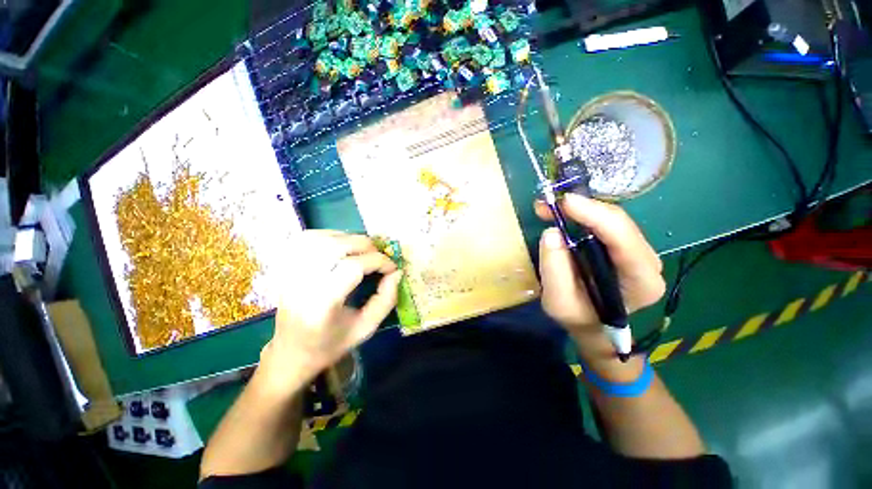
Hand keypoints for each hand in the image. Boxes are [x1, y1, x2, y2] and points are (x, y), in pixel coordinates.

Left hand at [257, 230, 400, 396]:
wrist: (290, 353)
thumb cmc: (330, 344)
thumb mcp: (366, 328)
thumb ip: (386, 299)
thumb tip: (396, 272)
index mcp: (321, 305)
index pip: (353, 267)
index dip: (378, 261)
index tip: (392, 268)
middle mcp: (301, 284)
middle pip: (336, 247)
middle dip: (366, 246)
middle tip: (379, 256)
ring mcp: (289, 273)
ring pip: (321, 238)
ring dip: (348, 238)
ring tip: (363, 250)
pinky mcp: (285, 268)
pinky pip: (307, 239)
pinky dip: (329, 235)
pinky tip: (341, 244)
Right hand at [535, 194, 664, 365]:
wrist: (592, 325)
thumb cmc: (578, 317)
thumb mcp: (558, 302)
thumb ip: (554, 269)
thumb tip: (552, 233)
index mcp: (642, 281)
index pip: (623, 239)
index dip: (595, 215)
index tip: (564, 202)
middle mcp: (648, 262)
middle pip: (620, 223)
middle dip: (583, 208)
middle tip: (549, 204)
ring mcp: (638, 251)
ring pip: (613, 219)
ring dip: (580, 209)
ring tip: (550, 208)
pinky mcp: (625, 246)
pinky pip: (606, 222)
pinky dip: (582, 214)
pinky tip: (563, 213)